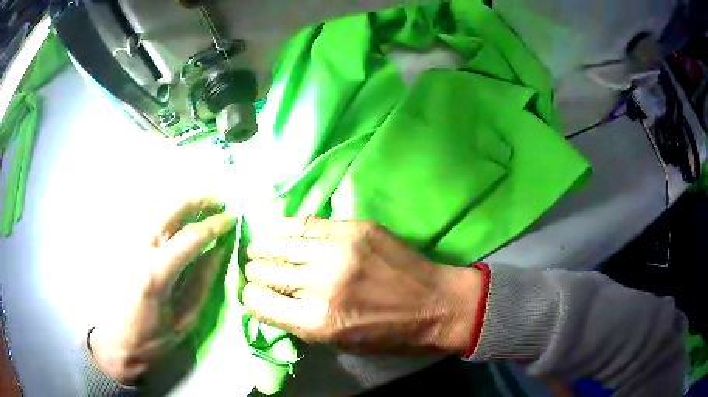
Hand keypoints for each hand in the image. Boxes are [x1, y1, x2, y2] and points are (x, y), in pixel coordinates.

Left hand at [89, 197, 236, 384]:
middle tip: (218, 202)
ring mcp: (130, 246)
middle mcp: (140, 250)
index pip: (191, 236)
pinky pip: (150, 223)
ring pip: (159, 211)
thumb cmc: (153, 339)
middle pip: (171, 210)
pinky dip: (169, 216)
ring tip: (203, 206)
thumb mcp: (185, 319)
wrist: (117, 343)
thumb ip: (202, 282)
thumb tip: (218, 251)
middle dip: (198, 201)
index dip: (215, 225)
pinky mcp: (125, 248)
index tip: (232, 219)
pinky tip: (180, 221)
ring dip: (183, 205)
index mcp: (157, 273)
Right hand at [243, 218, 482, 354]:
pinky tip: (279, 232)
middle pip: (263, 270)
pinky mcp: (353, 228)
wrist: (435, 305)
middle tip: (260, 273)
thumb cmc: (386, 334)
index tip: (254, 295)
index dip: (251, 298)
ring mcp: (338, 250)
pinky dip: (285, 228)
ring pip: (277, 242)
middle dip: (256, 274)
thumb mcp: (335, 343)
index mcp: (316, 321)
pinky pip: (304, 222)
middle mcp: (321, 283)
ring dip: (264, 248)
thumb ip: (296, 321)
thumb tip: (266, 299)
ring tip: (261, 250)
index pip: (257, 302)